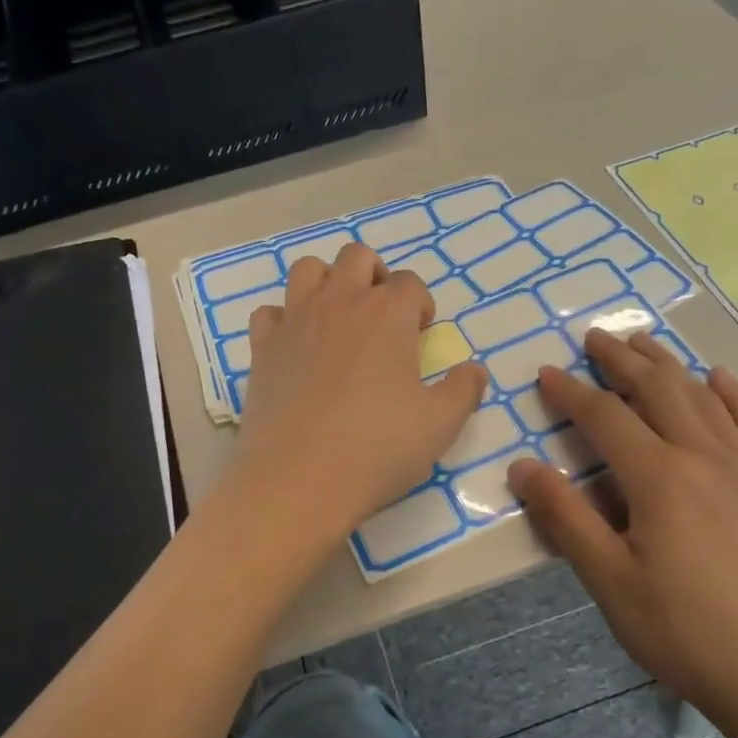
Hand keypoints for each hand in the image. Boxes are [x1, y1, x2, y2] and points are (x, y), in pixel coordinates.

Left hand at [236, 243, 487, 540]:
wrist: (299, 479)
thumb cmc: (378, 448)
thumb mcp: (440, 424)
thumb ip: (464, 390)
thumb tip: (474, 370)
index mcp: (388, 313)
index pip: (410, 283)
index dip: (420, 305)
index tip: (420, 336)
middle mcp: (340, 302)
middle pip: (357, 257)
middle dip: (375, 276)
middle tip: (382, 318)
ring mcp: (295, 320)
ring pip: (308, 269)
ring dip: (327, 282)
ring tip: (338, 319)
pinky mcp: (262, 347)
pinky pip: (270, 312)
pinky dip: (284, 320)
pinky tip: (296, 347)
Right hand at [507, 331, 737, 737]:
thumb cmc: (683, 632)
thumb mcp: (608, 581)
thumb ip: (565, 518)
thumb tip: (523, 466)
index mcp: (659, 478)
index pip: (606, 417)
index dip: (571, 392)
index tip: (546, 373)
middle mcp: (704, 457)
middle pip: (657, 390)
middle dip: (621, 359)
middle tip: (594, 337)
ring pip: (704, 397)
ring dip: (669, 365)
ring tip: (644, 343)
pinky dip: (735, 394)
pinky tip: (719, 377)